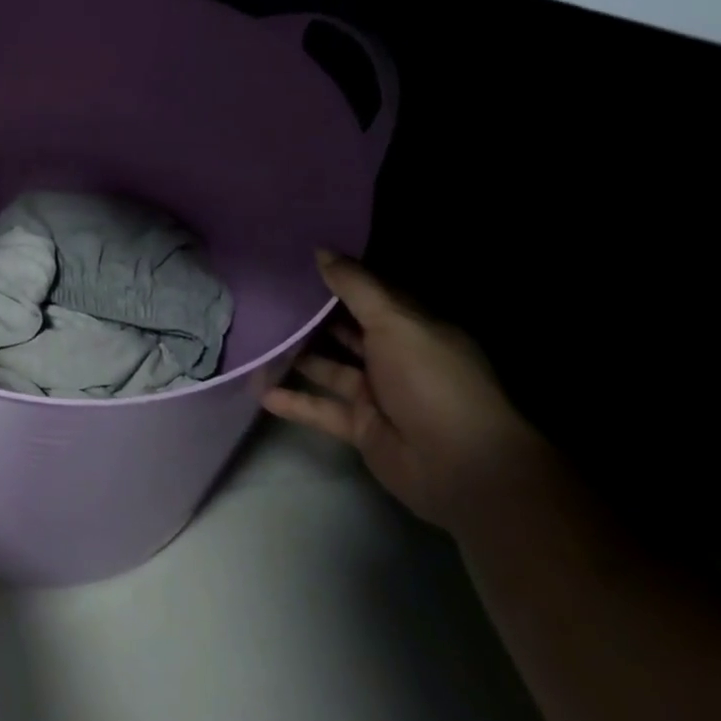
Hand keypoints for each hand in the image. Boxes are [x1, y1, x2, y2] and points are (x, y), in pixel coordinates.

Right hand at [261, 251, 551, 536]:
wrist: (464, 469)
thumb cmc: (433, 381)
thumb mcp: (394, 322)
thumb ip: (355, 287)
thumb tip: (321, 250)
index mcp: (412, 328)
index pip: (370, 295)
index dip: (338, 277)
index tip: (296, 258)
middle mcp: (395, 357)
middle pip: (346, 330)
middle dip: (311, 315)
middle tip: (265, 294)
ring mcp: (378, 394)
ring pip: (330, 368)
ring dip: (298, 357)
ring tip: (255, 337)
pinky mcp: (363, 427)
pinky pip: (322, 409)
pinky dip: (295, 403)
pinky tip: (261, 392)